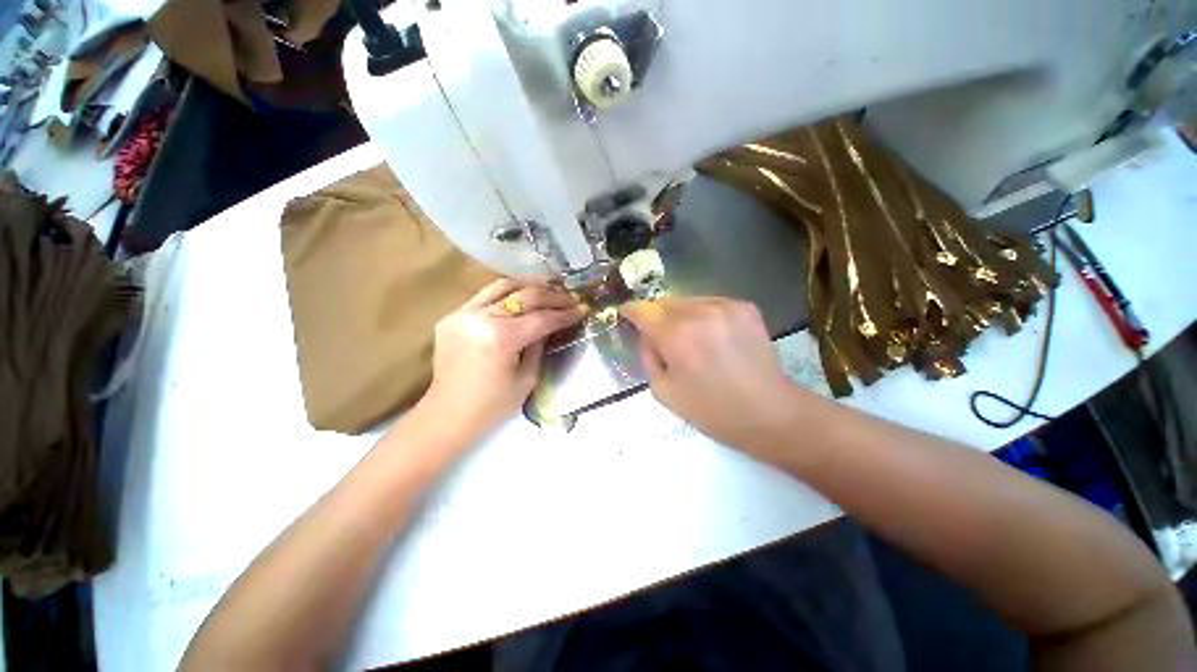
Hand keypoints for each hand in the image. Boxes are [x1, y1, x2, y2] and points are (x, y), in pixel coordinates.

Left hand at [418, 278, 584, 443]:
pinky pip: (485, 296)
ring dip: (529, 285)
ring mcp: (462, 313)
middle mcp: (481, 318)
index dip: (565, 313)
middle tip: (570, 297)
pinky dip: (506, 293)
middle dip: (552, 295)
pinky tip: (520, 296)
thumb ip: (539, 345)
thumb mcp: (527, 378)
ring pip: (503, 286)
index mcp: (501, 339)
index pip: (541, 318)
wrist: (447, 415)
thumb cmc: (492, 406)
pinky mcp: (452, 316)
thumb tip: (549, 324)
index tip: (582, 308)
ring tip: (548, 286)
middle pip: (525, 296)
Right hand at [621, 297, 802, 454]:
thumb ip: (648, 357)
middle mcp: (699, 312)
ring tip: (689, 338)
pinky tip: (712, 336)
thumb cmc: (711, 410)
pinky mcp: (745, 307)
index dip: (631, 310)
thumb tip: (648, 337)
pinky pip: (711, 303)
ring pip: (688, 301)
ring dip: (680, 315)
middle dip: (657, 316)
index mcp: (676, 336)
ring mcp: (725, 306)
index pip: (643, 310)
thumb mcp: (663, 391)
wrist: (769, 412)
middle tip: (661, 336)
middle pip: (665, 302)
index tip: (627, 314)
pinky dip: (703, 315)